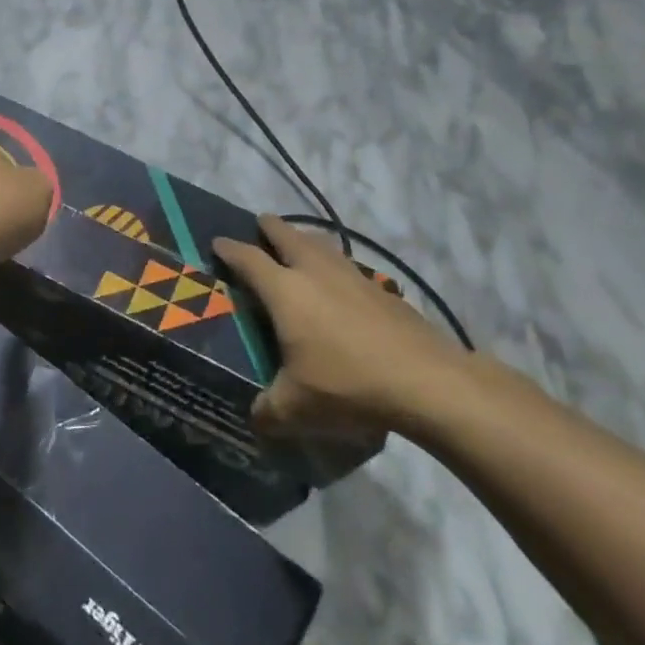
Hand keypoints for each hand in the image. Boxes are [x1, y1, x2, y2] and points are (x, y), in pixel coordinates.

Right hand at [212, 215, 468, 439]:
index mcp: (285, 291)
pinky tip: (340, 284)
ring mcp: (353, 277)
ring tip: (299, 245)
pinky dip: (335, 265)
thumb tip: (254, 419)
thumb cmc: (347, 385)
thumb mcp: (295, 408)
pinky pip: (348, 266)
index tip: (217, 243)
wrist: (427, 382)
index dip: (229, 249)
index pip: (248, 259)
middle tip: (260, 225)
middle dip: (270, 228)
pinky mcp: (383, 290)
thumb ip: (267, 411)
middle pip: (288, 235)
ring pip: (322, 245)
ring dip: (305, 239)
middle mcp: (315, 272)